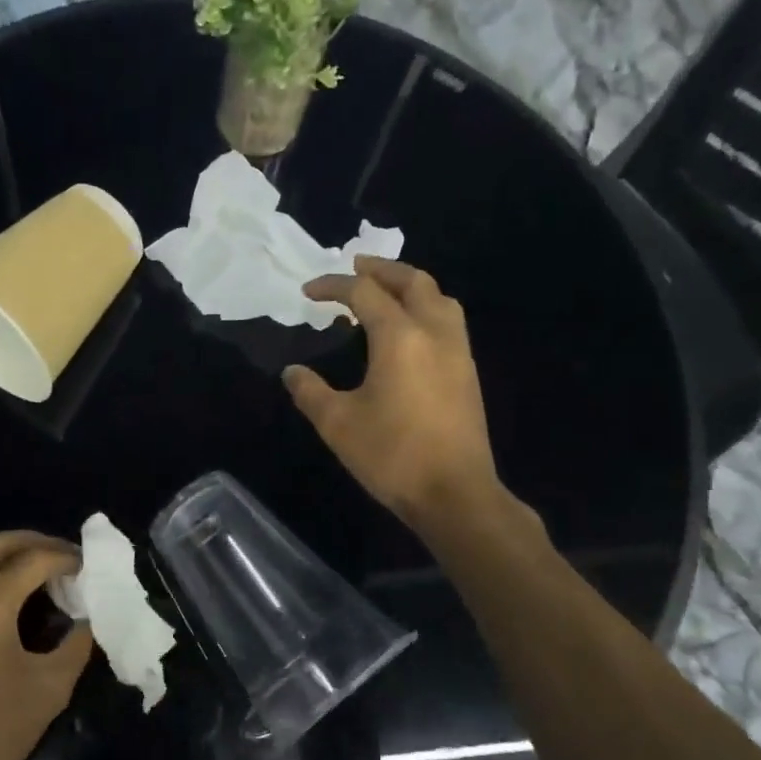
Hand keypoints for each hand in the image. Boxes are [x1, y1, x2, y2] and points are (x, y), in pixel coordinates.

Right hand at [283, 257, 512, 535]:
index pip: (364, 293)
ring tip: (385, 292)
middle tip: (355, 266)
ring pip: (439, 298)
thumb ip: (310, 392)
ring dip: (410, 285)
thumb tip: (292, 372)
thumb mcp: (337, 424)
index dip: (333, 286)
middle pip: (412, 281)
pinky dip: (426, 308)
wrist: (455, 493)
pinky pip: (448, 321)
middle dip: (381, 269)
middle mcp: (434, 332)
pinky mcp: (468, 372)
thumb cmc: (392, 456)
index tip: (307, 292)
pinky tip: (409, 331)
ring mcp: (458, 351)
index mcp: (400, 337)